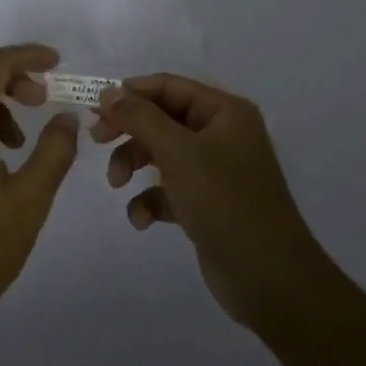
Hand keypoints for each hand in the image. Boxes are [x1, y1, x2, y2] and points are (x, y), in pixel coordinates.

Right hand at [94, 74, 324, 325]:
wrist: (269, 279)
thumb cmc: (224, 201)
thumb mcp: (177, 152)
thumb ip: (140, 117)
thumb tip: (109, 92)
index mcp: (225, 112)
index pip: (169, 86)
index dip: (131, 93)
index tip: (96, 108)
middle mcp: (222, 135)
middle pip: (162, 118)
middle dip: (130, 131)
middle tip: (97, 141)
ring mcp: (215, 171)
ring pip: (161, 154)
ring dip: (134, 165)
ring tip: (117, 184)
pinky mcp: (207, 204)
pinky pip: (169, 189)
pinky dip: (151, 199)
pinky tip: (142, 219)